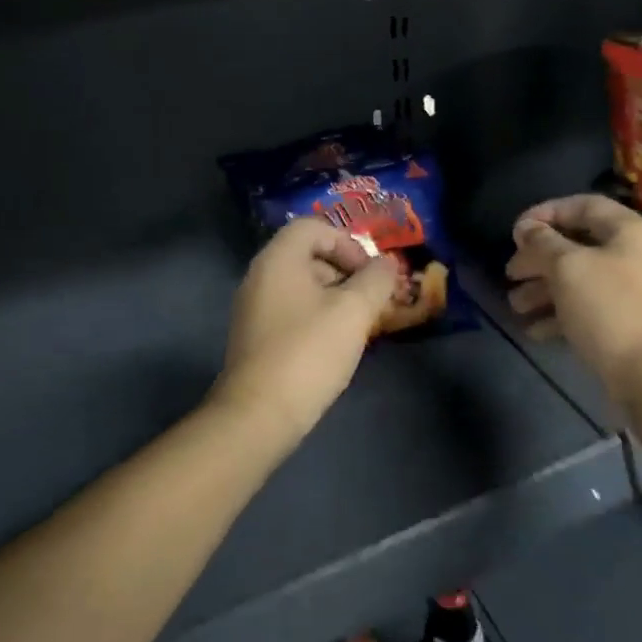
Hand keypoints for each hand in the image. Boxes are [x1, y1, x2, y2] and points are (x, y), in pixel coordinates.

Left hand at [212, 218, 398, 441]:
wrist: (259, 414)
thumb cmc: (308, 352)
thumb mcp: (354, 311)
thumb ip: (376, 280)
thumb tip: (387, 264)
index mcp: (278, 259)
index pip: (313, 227)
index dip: (347, 242)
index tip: (369, 273)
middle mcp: (260, 276)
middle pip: (308, 254)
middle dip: (346, 271)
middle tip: (371, 298)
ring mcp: (254, 308)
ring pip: (302, 285)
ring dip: (336, 296)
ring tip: (360, 323)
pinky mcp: (256, 336)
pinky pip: (292, 310)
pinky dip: (318, 316)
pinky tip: (337, 343)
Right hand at [505, 194, 641, 401]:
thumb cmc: (610, 308)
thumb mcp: (568, 268)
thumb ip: (543, 243)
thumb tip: (527, 228)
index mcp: (629, 231)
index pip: (583, 205)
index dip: (546, 212)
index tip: (515, 231)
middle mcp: (634, 255)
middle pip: (578, 246)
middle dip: (539, 258)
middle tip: (510, 273)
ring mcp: (633, 292)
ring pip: (579, 280)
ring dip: (543, 290)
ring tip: (515, 305)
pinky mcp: (627, 324)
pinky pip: (587, 309)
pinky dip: (559, 315)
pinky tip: (534, 330)